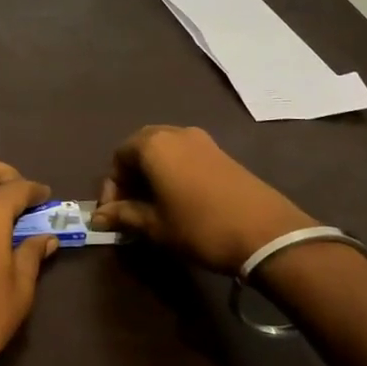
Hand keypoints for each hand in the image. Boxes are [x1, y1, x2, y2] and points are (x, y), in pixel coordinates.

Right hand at [89, 125, 316, 275]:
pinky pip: (184, 155)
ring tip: (154, 206)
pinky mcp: (221, 152)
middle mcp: (175, 133)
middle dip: (131, 177)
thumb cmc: (200, 227)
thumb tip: (99, 216)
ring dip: (152, 174)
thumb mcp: (156, 226)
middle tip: (130, 208)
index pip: (118, 157)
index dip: (111, 186)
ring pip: (164, 151)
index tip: (113, 215)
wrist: (267, 233)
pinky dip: (173, 172)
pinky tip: (179, 200)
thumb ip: (124, 216)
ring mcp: (202, 140)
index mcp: (153, 145)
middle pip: (140, 148)